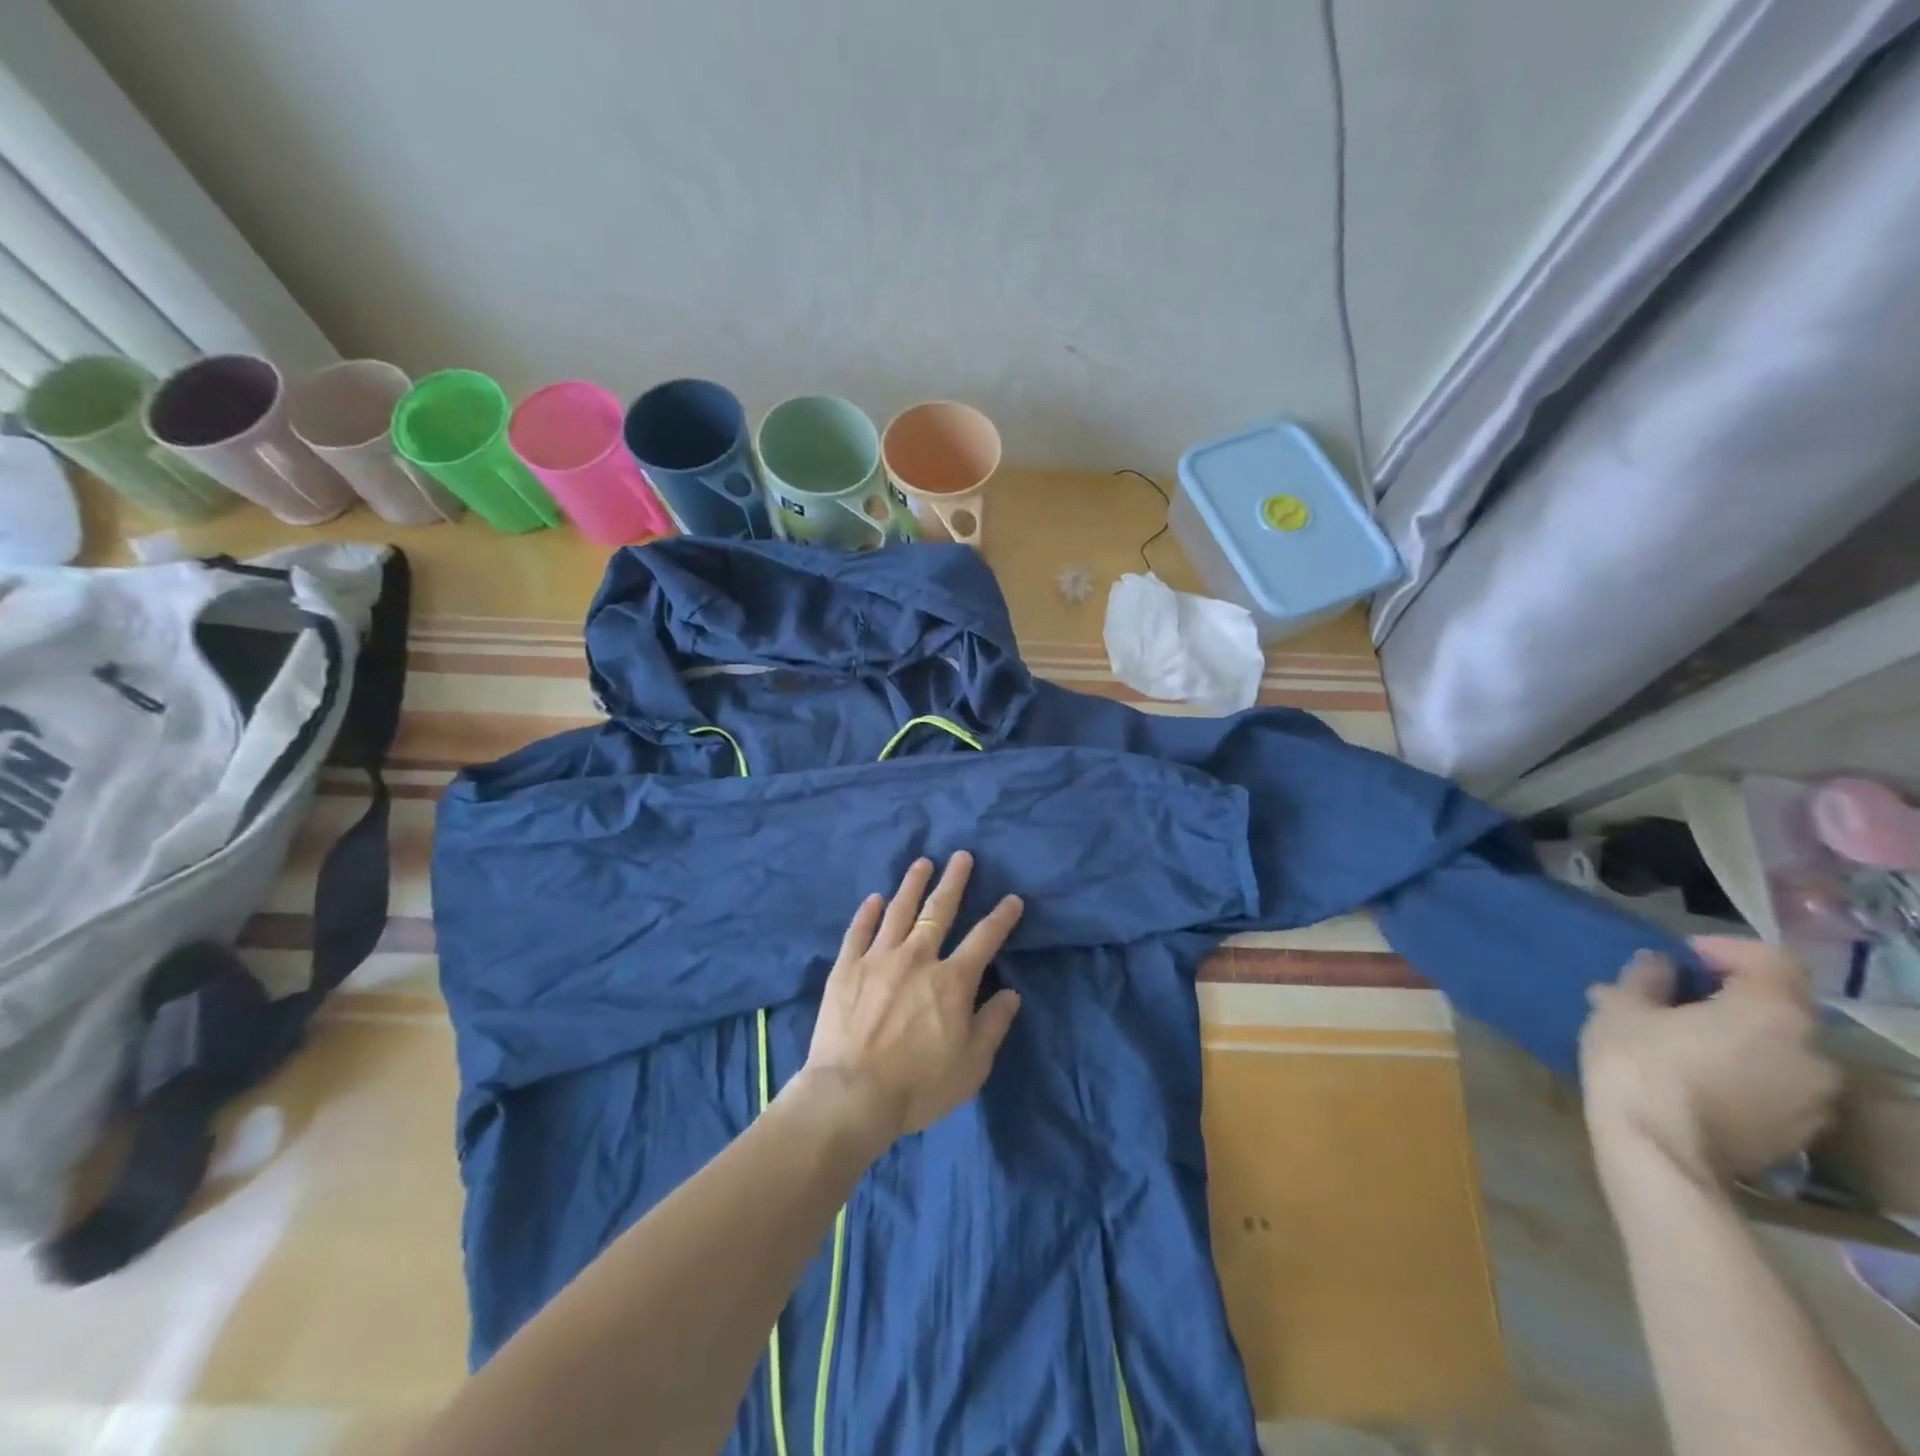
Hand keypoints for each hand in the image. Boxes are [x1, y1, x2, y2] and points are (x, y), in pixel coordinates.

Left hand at [794, 853, 1023, 1152]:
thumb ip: (993, 1025)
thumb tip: (1011, 994)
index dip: (1002, 917)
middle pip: (939, 910)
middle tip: (962, 856)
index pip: (985, 939)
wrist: (852, 1094)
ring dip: (913, 884)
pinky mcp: (846, 968)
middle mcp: (918, 957)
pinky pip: (859, 931)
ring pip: (899, 910)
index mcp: (952, 980)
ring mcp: (879, 958)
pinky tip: (875, 898)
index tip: (1013, 900)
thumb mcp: (972, 1065)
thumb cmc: (919, 1085)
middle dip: (954, 881)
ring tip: (922, 863)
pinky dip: (868, 912)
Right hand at [1581, 936, 1840, 1185]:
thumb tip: (1660, 964)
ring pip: (1779, 1047)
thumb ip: (1647, 977)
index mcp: (1773, 1011)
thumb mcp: (1621, 1007)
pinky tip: (1698, 1079)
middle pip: (1779, 1006)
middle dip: (1730, 996)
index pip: (1768, 959)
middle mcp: (1813, 1050)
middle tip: (1675, 999)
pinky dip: (1745, 1071)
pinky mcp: (1802, 1131)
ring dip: (1739, 1036)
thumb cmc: (1638, 1064)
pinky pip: (1777, 1084)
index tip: (1677, 958)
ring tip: (1684, 1042)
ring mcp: (1816, 1097)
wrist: (1660, 1153)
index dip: (1722, 950)